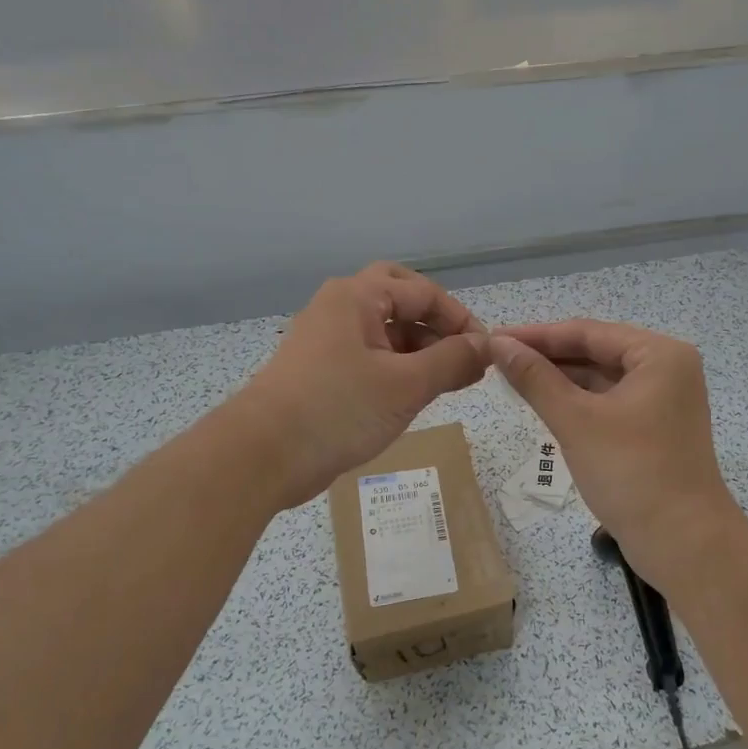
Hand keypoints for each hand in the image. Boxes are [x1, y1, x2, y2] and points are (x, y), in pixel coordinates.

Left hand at [233, 264, 489, 507]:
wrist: (261, 456)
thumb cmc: (338, 409)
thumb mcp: (406, 385)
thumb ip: (452, 361)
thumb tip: (486, 346)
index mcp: (357, 297)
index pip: (423, 292)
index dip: (460, 320)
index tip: (486, 353)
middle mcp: (339, 307)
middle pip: (399, 299)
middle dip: (434, 323)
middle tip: (459, 352)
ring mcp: (325, 339)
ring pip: (383, 329)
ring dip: (418, 348)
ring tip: (447, 382)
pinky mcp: (319, 370)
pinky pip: (368, 355)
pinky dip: (396, 367)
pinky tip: (413, 395)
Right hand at [488, 320, 742, 597]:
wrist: (684, 543)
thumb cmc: (631, 473)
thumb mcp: (575, 420)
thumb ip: (534, 378)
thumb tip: (498, 343)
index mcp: (660, 355)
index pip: (588, 332)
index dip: (537, 334)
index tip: (493, 336)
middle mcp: (667, 368)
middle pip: (596, 351)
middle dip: (547, 356)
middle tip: (497, 358)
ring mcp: (664, 400)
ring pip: (601, 378)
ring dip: (560, 379)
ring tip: (511, 377)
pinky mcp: (655, 427)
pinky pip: (609, 401)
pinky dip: (577, 402)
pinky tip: (543, 402)